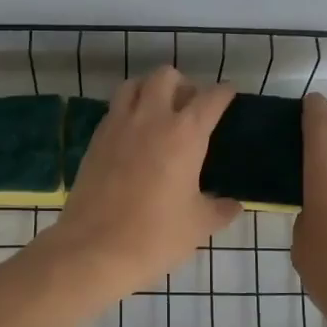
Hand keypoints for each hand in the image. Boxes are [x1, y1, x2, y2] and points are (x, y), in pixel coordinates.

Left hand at [40, 68, 239, 300]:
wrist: (94, 250)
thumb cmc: (155, 236)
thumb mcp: (198, 226)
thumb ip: (219, 209)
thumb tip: (233, 205)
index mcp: (185, 133)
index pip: (210, 97)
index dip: (224, 93)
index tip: (229, 96)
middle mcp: (150, 118)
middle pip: (166, 76)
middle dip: (182, 84)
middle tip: (190, 108)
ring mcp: (117, 126)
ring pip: (133, 85)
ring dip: (149, 90)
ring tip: (158, 114)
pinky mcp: (94, 141)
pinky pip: (113, 110)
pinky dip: (127, 112)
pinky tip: (134, 137)